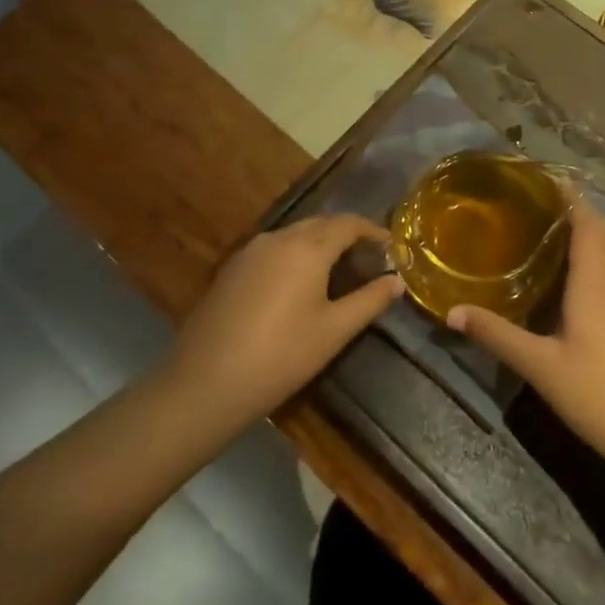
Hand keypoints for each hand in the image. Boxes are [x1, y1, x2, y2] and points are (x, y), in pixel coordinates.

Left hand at [164, 214, 404, 428]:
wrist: (207, 381)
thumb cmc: (282, 355)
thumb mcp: (334, 330)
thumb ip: (370, 301)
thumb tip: (397, 281)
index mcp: (307, 247)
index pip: (348, 223)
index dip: (372, 231)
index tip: (391, 246)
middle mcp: (278, 238)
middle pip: (320, 224)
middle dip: (346, 235)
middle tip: (368, 259)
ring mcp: (249, 252)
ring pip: (294, 235)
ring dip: (319, 244)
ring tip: (337, 271)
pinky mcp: (231, 269)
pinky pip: (272, 250)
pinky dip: (294, 256)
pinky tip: (297, 284)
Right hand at [447, 198, 604, 479]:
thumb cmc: (600, 395)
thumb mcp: (540, 367)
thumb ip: (497, 336)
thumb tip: (452, 311)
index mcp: (595, 284)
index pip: (586, 226)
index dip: (571, 199)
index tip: (550, 179)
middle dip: (581, 212)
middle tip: (547, 204)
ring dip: (598, 233)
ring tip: (566, 229)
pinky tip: (590, 276)